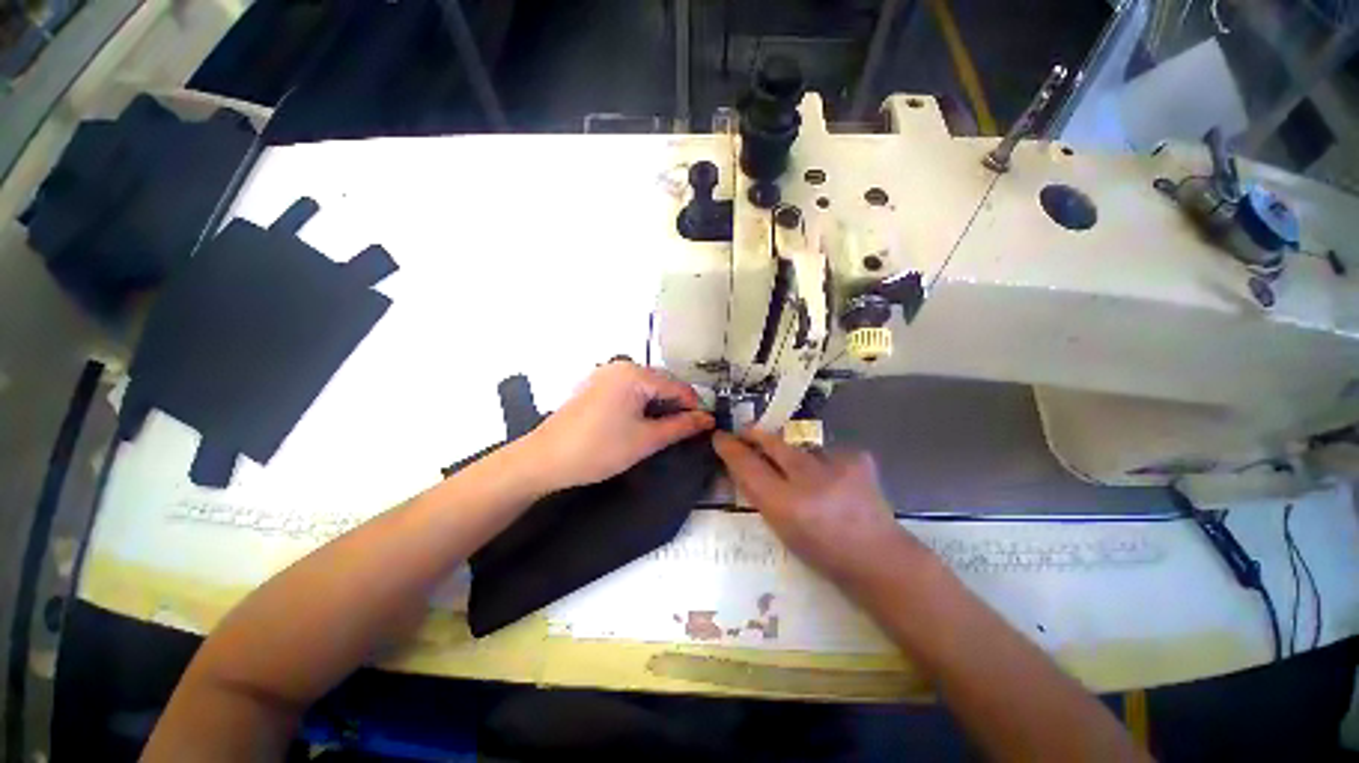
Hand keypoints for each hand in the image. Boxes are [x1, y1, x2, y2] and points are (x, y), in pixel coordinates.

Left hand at [521, 361, 714, 490]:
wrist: (544, 459)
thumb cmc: (599, 449)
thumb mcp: (646, 440)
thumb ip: (681, 427)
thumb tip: (707, 419)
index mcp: (635, 374)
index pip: (678, 387)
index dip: (695, 408)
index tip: (706, 428)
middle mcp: (621, 366)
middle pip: (662, 384)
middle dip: (676, 407)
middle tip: (685, 433)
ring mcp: (606, 374)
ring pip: (646, 388)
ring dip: (659, 408)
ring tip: (665, 431)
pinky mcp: (596, 385)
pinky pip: (629, 391)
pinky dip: (641, 406)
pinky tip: (641, 424)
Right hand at [713, 428, 924, 587]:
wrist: (878, 558)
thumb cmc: (822, 552)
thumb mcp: (781, 527)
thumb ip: (760, 494)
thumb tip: (743, 464)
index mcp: (786, 505)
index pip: (748, 466)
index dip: (730, 449)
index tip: (720, 437)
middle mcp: (808, 480)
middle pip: (771, 442)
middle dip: (754, 434)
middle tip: (745, 433)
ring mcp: (836, 465)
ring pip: (799, 445)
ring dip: (792, 453)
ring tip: (802, 473)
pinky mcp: (857, 457)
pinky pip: (825, 450)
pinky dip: (822, 460)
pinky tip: (832, 478)